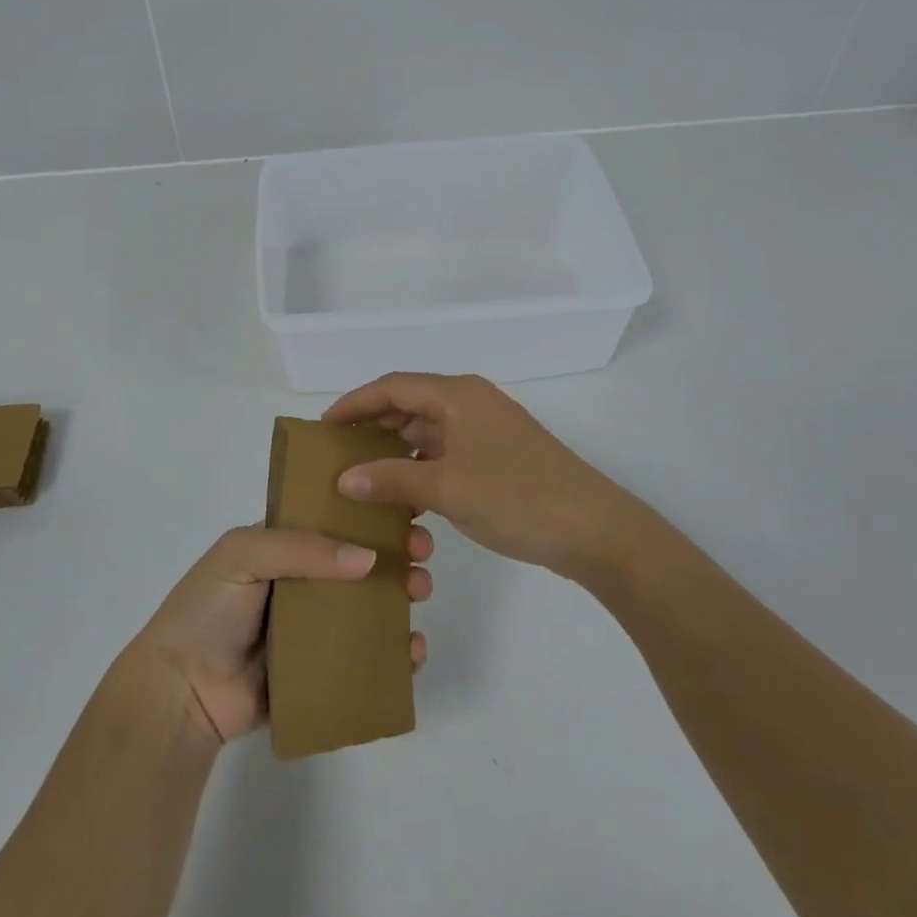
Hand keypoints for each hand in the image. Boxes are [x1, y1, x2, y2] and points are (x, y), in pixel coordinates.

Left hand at [130, 523, 433, 745]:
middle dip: (396, 554)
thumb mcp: (244, 554)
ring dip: (401, 598)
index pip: (335, 521)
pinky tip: (413, 649)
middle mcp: (303, 582)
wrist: (180, 691)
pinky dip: (395, 653)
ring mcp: (314, 629)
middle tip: (422, 554)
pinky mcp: (322, 671)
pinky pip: (366, 658)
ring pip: (370, 608)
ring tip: (419, 594)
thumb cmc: (207, 610)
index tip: (406, 513)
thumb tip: (369, 559)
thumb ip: (304, 548)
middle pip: (360, 563)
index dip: (371, 515)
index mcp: (283, 546)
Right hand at [324, 373, 642, 579]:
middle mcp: (471, 403)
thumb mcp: (448, 488)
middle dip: (372, 426)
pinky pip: (446, 453)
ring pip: (428, 432)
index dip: (355, 403)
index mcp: (458, 395)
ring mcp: (487, 431)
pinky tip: (403, 497)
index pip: (393, 386)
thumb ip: (393, 479)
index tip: (323, 426)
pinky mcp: (498, 458)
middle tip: (336, 453)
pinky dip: (421, 468)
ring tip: (361, 476)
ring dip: (396, 450)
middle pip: (409, 405)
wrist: (594, 530)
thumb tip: (345, 479)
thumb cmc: (517, 497)